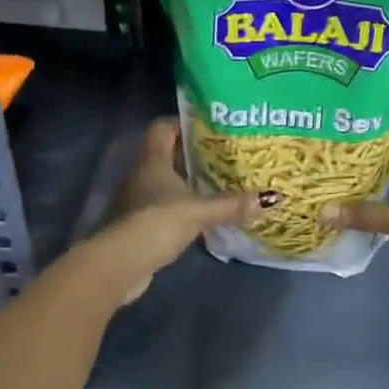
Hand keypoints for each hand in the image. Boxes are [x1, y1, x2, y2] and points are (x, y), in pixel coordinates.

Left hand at [79, 118, 264, 305]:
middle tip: (227, 155)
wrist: (118, 265)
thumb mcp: (198, 211)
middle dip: (196, 154)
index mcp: (152, 159)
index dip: (185, 123)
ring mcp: (138, 199)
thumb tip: (271, 198)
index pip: (164, 127)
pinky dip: (184, 206)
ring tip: (222, 182)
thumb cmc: (155, 223)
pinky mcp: (140, 223)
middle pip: (169, 153)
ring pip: (168, 181)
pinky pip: (166, 205)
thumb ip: (231, 204)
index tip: (212, 127)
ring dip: (190, 182)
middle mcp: (142, 173)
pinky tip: (205, 214)